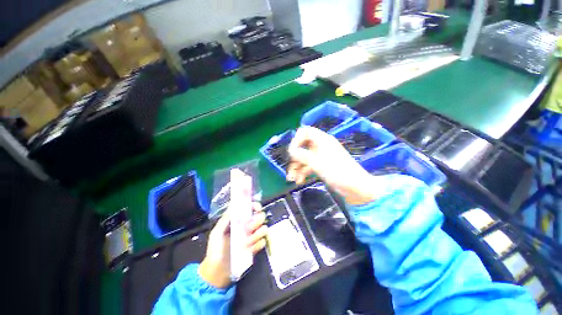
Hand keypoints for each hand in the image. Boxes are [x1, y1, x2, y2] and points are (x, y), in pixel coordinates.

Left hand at [198, 202, 266, 288]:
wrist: (217, 272)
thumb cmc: (215, 250)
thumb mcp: (217, 233)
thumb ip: (225, 219)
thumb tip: (234, 206)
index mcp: (238, 221)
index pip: (250, 208)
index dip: (255, 205)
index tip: (257, 209)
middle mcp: (247, 226)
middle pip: (261, 216)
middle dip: (256, 221)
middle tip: (248, 228)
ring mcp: (252, 237)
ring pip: (264, 228)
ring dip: (256, 234)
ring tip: (246, 242)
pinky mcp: (255, 247)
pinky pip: (263, 242)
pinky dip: (257, 245)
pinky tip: (249, 249)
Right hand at [286, 126, 379, 204]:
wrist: (356, 188)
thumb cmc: (338, 172)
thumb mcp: (317, 163)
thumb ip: (302, 155)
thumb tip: (290, 151)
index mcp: (322, 140)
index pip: (305, 132)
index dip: (296, 140)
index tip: (292, 152)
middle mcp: (321, 146)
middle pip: (302, 146)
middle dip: (295, 158)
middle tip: (290, 168)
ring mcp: (321, 156)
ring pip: (304, 158)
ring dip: (297, 167)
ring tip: (292, 179)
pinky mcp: (322, 165)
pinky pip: (309, 165)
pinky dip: (303, 172)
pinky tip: (299, 180)